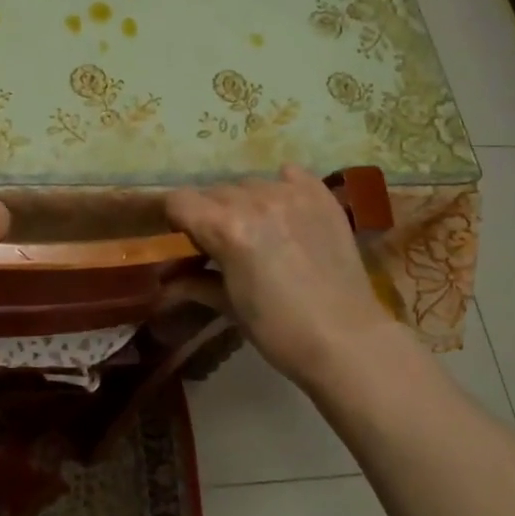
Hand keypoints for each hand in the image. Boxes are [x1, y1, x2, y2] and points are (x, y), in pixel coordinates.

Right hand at [165, 165, 407, 387]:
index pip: (180, 200)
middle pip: (214, 191)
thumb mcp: (229, 306)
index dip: (175, 219)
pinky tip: (285, 210)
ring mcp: (291, 194)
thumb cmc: (279, 331)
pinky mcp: (320, 196)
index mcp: (225, 228)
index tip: (182, 239)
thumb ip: (194, 282)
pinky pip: (290, 174)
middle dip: (210, 214)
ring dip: (244, 202)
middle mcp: (255, 201)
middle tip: (221, 244)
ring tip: (259, 230)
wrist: (347, 341)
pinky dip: (282, 187)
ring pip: (250, 184)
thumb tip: (166, 281)